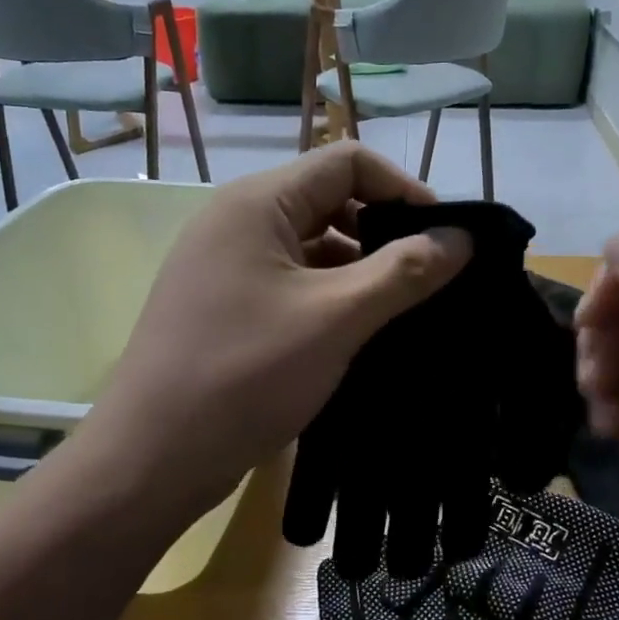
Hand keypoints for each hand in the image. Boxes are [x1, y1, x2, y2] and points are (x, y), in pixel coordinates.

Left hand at [89, 144, 471, 518]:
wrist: (155, 458)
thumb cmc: (246, 374)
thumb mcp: (336, 318)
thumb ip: (404, 272)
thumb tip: (463, 238)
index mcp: (258, 203)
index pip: (347, 162)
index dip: (403, 189)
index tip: (444, 238)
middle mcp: (238, 222)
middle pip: (329, 201)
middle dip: (384, 232)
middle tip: (429, 278)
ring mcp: (227, 267)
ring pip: (311, 248)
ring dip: (360, 270)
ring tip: (403, 310)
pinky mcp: (227, 308)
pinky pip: (292, 284)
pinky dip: (331, 298)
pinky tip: (359, 333)